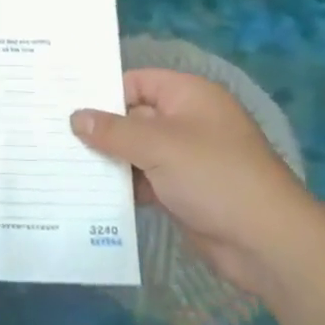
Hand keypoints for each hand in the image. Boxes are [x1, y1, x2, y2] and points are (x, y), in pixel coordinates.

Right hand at [72, 68, 312, 296]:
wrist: (268, 242)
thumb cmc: (214, 175)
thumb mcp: (158, 145)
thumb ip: (114, 131)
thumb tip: (76, 117)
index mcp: (188, 95)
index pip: (137, 81)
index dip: (104, 92)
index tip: (66, 103)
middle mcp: (187, 121)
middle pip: (135, 117)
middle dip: (101, 128)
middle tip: (56, 135)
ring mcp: (187, 158)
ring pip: (138, 151)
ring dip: (110, 160)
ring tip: (64, 164)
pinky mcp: (185, 192)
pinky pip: (146, 180)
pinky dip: (125, 186)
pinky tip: (92, 193)